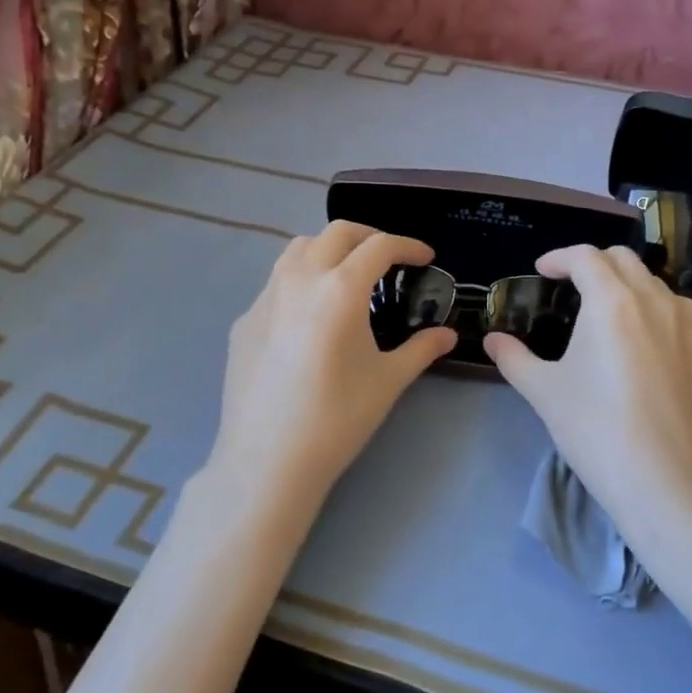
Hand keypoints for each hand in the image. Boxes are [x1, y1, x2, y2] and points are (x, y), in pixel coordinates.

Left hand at [207, 222, 456, 508]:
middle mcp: (299, 280)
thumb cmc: (337, 419)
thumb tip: (447, 335)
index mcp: (340, 289)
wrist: (267, 460)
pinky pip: (276, 284)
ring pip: (297, 249)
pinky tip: (309, 318)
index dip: (407, 246)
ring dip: (328, 249)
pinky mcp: (244, 321)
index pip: (378, 247)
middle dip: (368, 237)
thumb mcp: (388, 381)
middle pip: (335, 233)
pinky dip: (301, 281)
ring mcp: (265, 298)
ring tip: (347, 276)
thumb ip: (421, 349)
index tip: (424, 257)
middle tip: (389, 259)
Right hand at [485, 245, 691, 534]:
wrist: (665, 481)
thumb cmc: (596, 429)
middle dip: (593, 264)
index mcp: (612, 301)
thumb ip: (514, 358)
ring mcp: (690, 324)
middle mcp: (655, 300)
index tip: (542, 271)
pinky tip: (646, 341)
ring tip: (610, 315)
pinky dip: (657, 310)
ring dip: (627, 286)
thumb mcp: (544, 392)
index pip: (585, 257)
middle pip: (623, 260)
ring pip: (655, 284)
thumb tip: (492, 340)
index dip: (559, 257)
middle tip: (572, 287)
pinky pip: (680, 312)